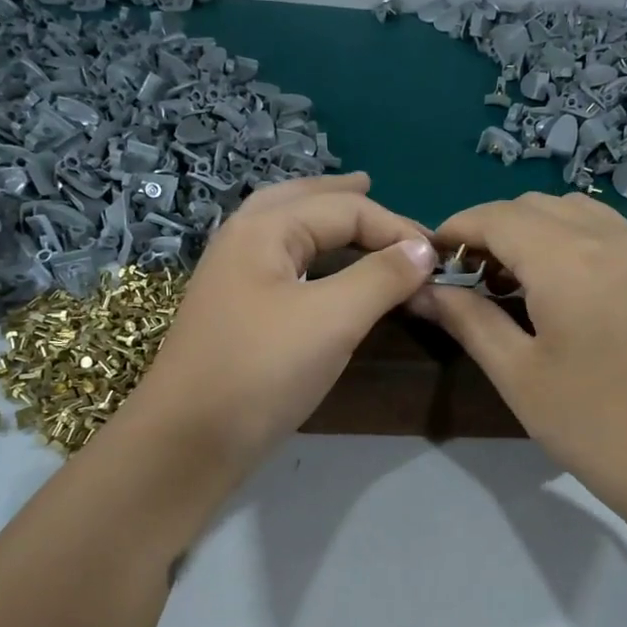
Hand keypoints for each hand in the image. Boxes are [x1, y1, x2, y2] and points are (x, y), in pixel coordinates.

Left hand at [128, 173, 435, 470]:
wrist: (190, 440)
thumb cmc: (262, 370)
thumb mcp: (332, 319)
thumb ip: (381, 277)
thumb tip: (424, 248)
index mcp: (264, 229)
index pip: (344, 209)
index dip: (395, 228)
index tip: (437, 258)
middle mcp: (242, 241)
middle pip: (299, 200)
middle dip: (339, 194)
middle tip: (373, 186)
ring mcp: (232, 278)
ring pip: (284, 230)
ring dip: (319, 218)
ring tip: (349, 214)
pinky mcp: (235, 313)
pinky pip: (280, 264)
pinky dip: (309, 254)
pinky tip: (320, 269)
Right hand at [411, 192, 626, 534]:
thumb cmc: (596, 426)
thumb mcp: (519, 375)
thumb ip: (469, 320)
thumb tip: (424, 290)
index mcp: (568, 260)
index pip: (497, 217)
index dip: (456, 228)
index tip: (430, 257)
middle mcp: (610, 238)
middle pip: (534, 206)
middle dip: (491, 229)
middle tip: (466, 277)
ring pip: (573, 211)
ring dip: (531, 230)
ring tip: (510, 280)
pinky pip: (605, 231)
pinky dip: (569, 239)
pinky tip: (558, 286)